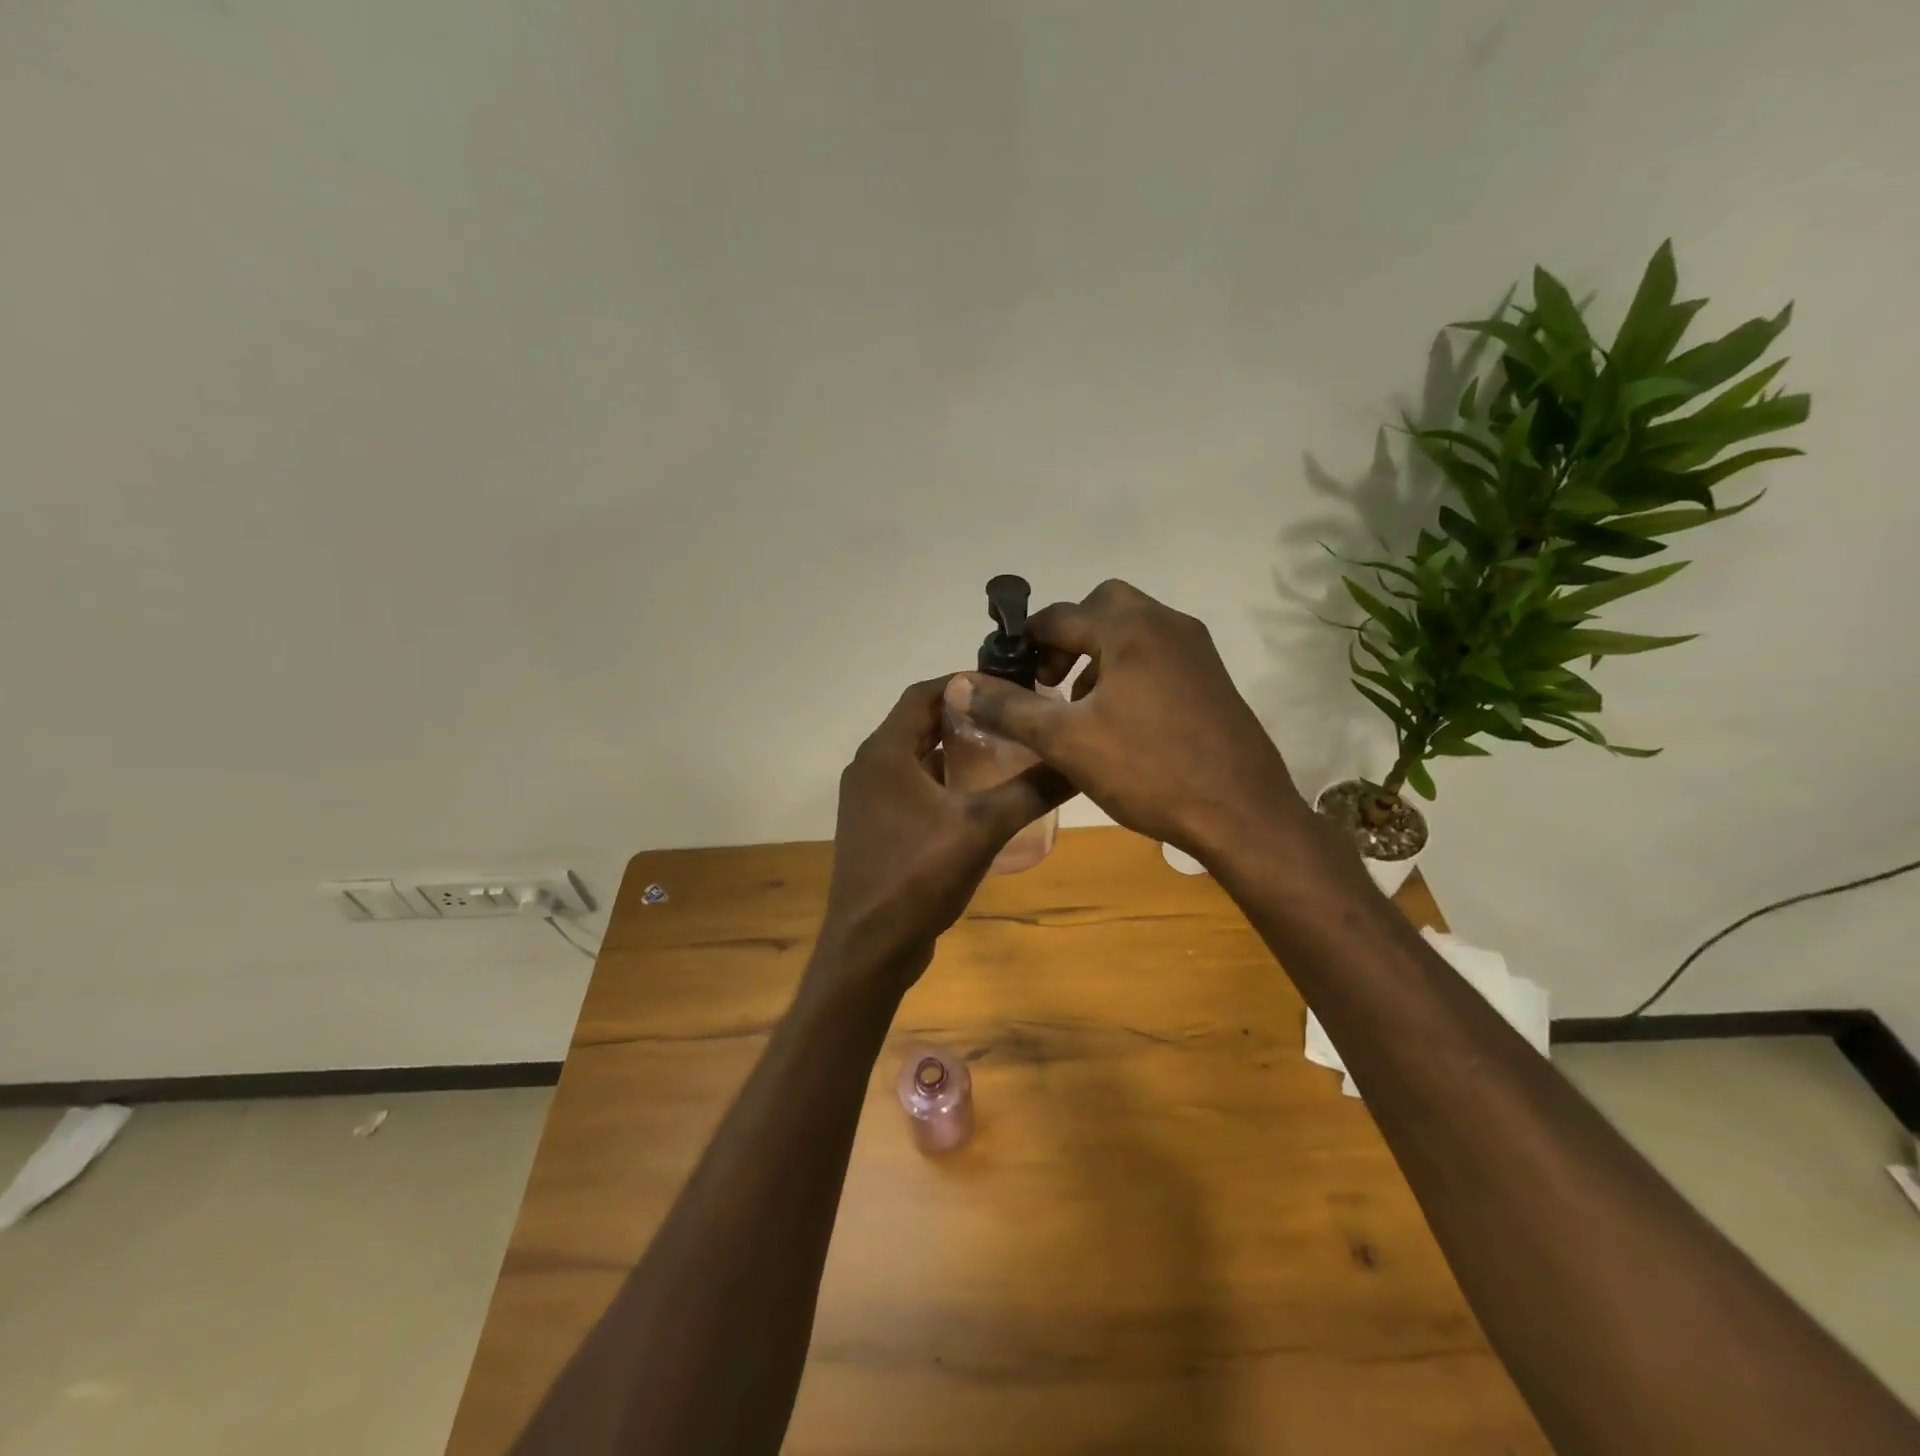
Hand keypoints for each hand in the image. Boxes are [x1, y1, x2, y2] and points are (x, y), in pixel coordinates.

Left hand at [817, 676, 1074, 989]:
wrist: (869, 948)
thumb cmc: (917, 877)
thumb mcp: (982, 828)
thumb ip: (1030, 791)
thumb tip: (1080, 762)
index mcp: (884, 754)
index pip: (923, 694)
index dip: (963, 683)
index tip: (1006, 685)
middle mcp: (869, 768)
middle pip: (919, 724)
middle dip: (964, 716)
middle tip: (1012, 716)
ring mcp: (868, 800)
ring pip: (915, 757)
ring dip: (953, 749)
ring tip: (1003, 748)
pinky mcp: (875, 827)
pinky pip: (910, 786)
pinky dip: (942, 779)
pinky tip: (978, 794)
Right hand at [950, 580, 1313, 864]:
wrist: (1242, 814)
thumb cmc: (1149, 770)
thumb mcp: (1067, 741)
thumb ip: (1010, 709)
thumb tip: (961, 685)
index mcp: (1131, 628)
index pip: (1059, 616)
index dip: (1024, 643)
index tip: (1004, 677)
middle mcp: (1168, 624)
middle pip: (1102, 609)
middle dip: (1066, 639)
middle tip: (1047, 683)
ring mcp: (1197, 651)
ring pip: (1132, 632)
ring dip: (1097, 656)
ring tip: (1077, 707)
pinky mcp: (1212, 679)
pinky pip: (1157, 656)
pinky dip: (1127, 670)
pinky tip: (1119, 721)